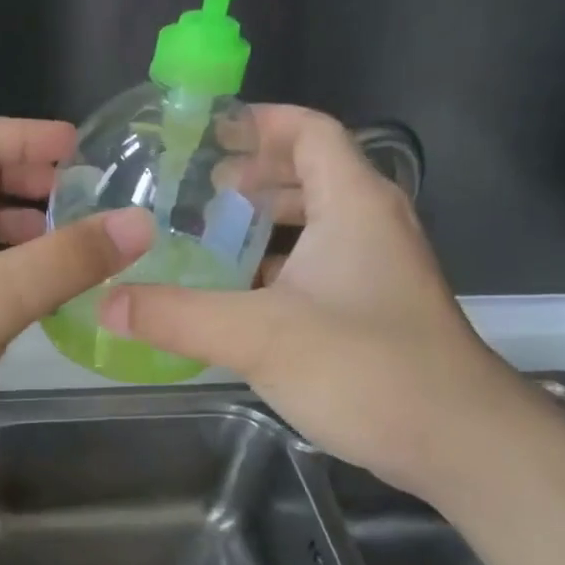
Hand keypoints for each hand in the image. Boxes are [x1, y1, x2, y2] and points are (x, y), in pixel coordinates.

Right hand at [98, 106, 526, 492]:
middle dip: (253, 174)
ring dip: (264, 224)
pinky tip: (235, 296)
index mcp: (354, 205)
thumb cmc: (366, 368)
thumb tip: (106, 303)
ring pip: (314, 226)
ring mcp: (377, 271)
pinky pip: (317, 268)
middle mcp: (372, 227)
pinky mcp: (373, 312)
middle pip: (311, 174)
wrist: (458, 442)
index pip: (310, 131)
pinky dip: (275, 268)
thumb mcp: (259, 336)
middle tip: (193, 191)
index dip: (260, 122)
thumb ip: (176, 316)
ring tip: (206, 237)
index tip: (205, 134)